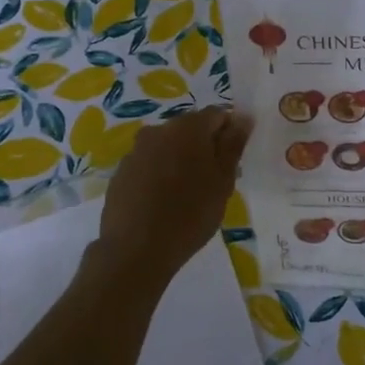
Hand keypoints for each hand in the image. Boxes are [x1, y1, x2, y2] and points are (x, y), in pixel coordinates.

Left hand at [97, 108, 253, 285]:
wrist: (136, 250)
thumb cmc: (190, 213)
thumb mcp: (223, 181)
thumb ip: (233, 145)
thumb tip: (243, 117)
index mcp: (188, 127)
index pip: (217, 115)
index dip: (229, 133)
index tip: (233, 160)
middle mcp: (158, 130)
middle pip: (190, 129)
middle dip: (204, 147)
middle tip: (214, 180)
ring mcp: (136, 151)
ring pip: (167, 147)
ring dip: (180, 161)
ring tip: (188, 195)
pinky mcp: (121, 172)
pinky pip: (148, 165)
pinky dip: (159, 175)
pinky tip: (163, 203)